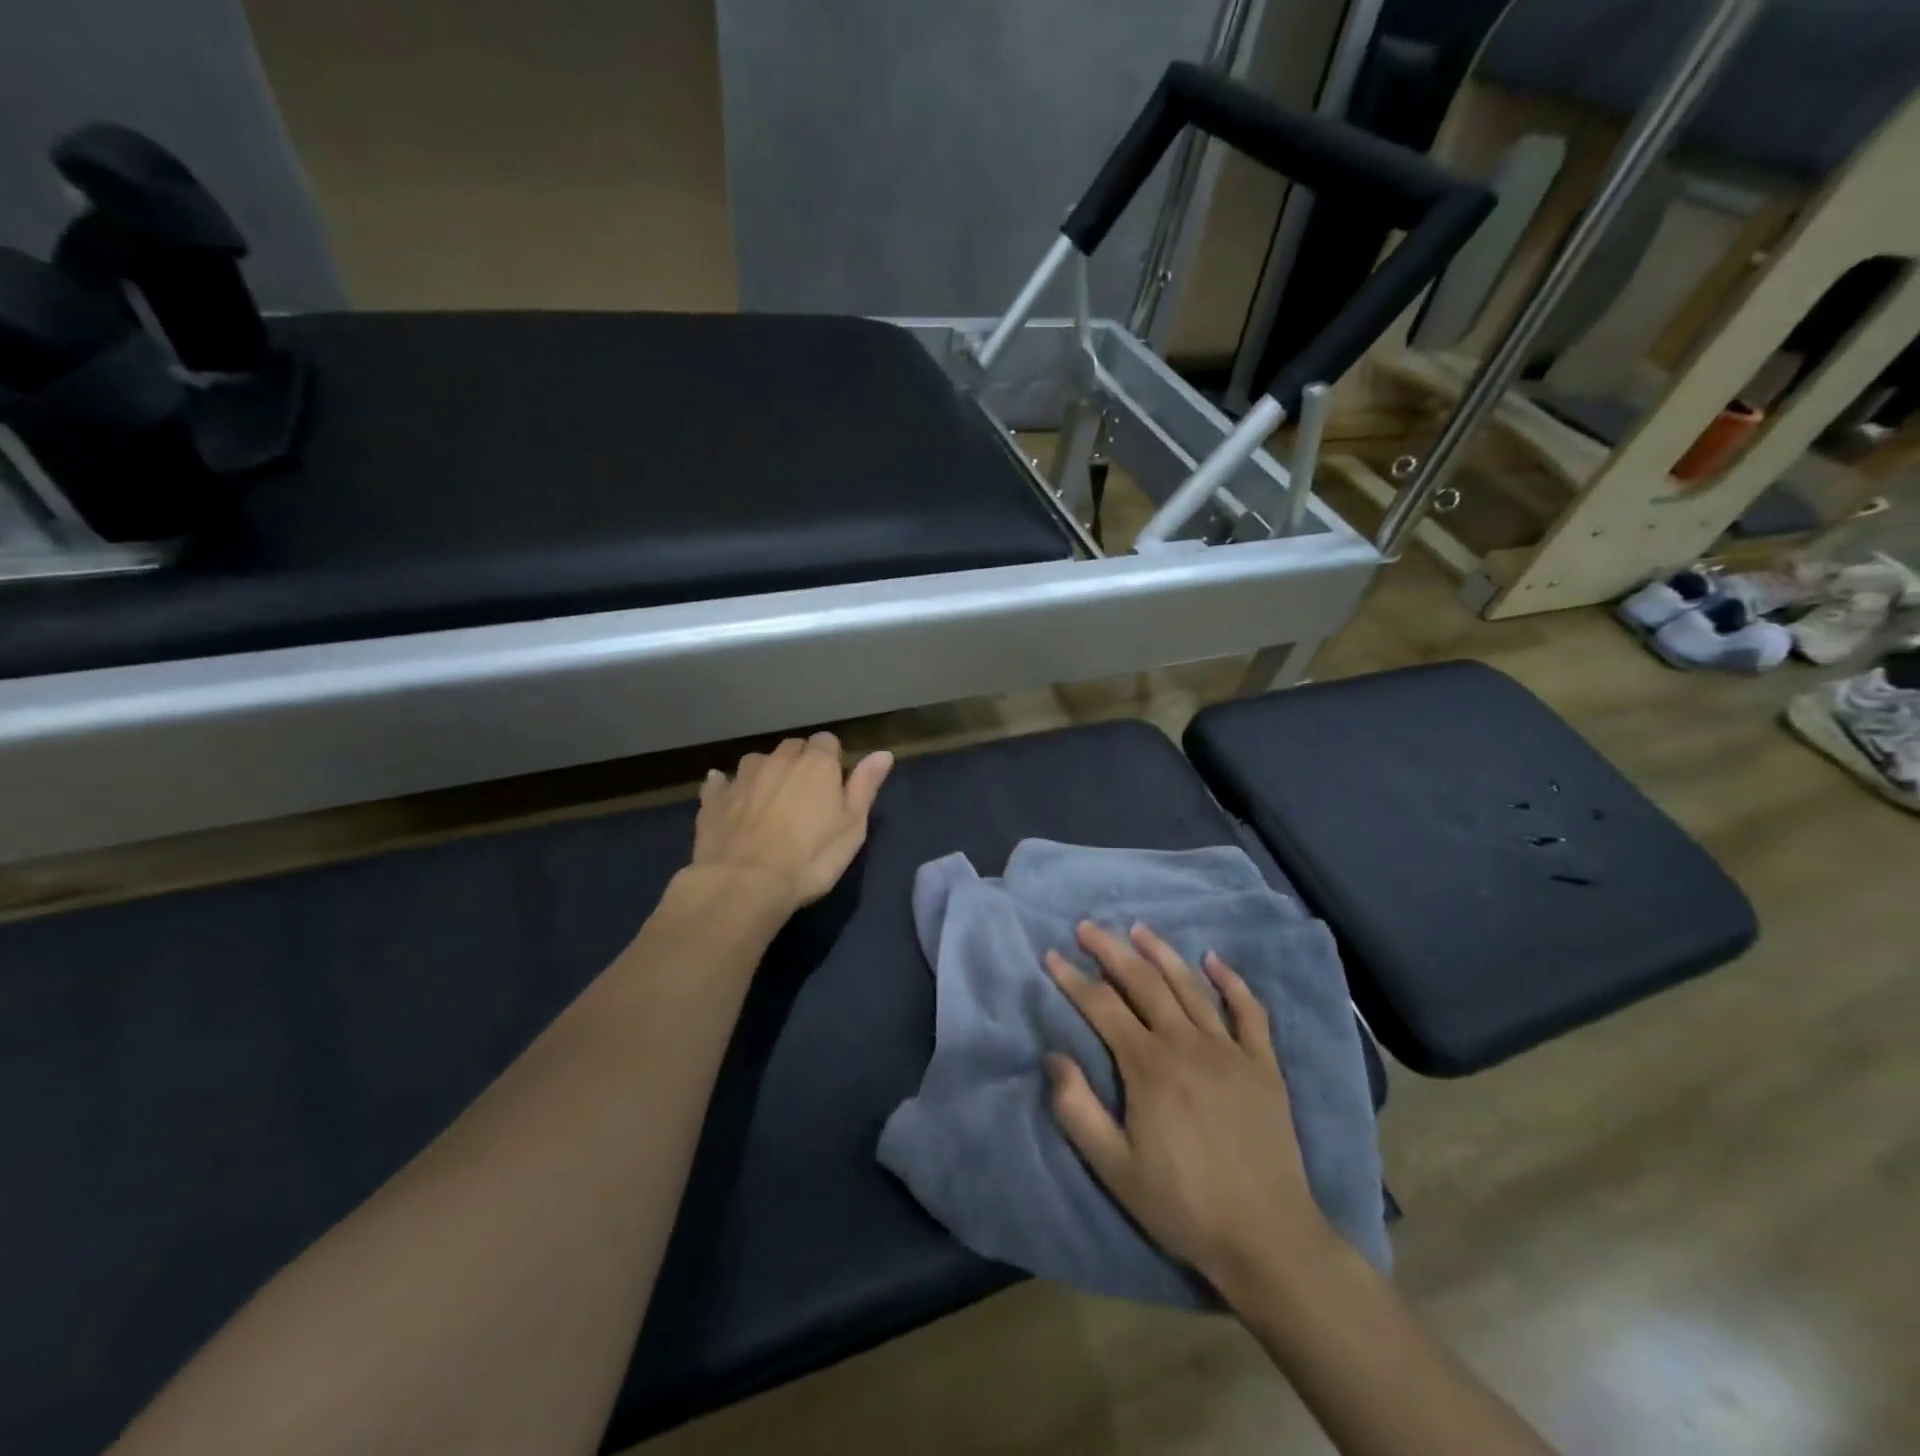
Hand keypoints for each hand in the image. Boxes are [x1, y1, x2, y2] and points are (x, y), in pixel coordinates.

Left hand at [692, 733, 893, 913]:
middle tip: (805, 798)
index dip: (832, 761)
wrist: (744, 885)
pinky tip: (730, 801)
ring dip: (766, 774)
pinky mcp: (713, 799)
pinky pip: (721, 782)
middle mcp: (778, 760)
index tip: (834, 785)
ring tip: (770, 803)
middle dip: (799, 764)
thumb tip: (883, 753)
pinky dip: (728, 788)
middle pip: (793, 747)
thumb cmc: (810, 858)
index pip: (828, 741)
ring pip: (758, 761)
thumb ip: (865, 786)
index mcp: (816, 764)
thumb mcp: (852, 827)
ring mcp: (742, 777)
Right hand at [1044, 922, 1332, 1302]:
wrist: (1267, 1239)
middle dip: (1110, 950)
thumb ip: (1077, 1109)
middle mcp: (1187, 1044)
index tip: (1051, 956)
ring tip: (1138, 929)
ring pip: (1190, 985)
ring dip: (1161, 952)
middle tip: (1086, 927)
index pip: (1102, 1006)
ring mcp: (1230, 1050)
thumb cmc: (1182, 1205)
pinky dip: (1231, 980)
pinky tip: (1214, 959)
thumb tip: (1053, 1055)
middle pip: (1143, 982)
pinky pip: (1248, 1010)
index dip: (1073, 978)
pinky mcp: (1263, 1064)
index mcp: (1149, 1067)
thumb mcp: (1114, 1168)